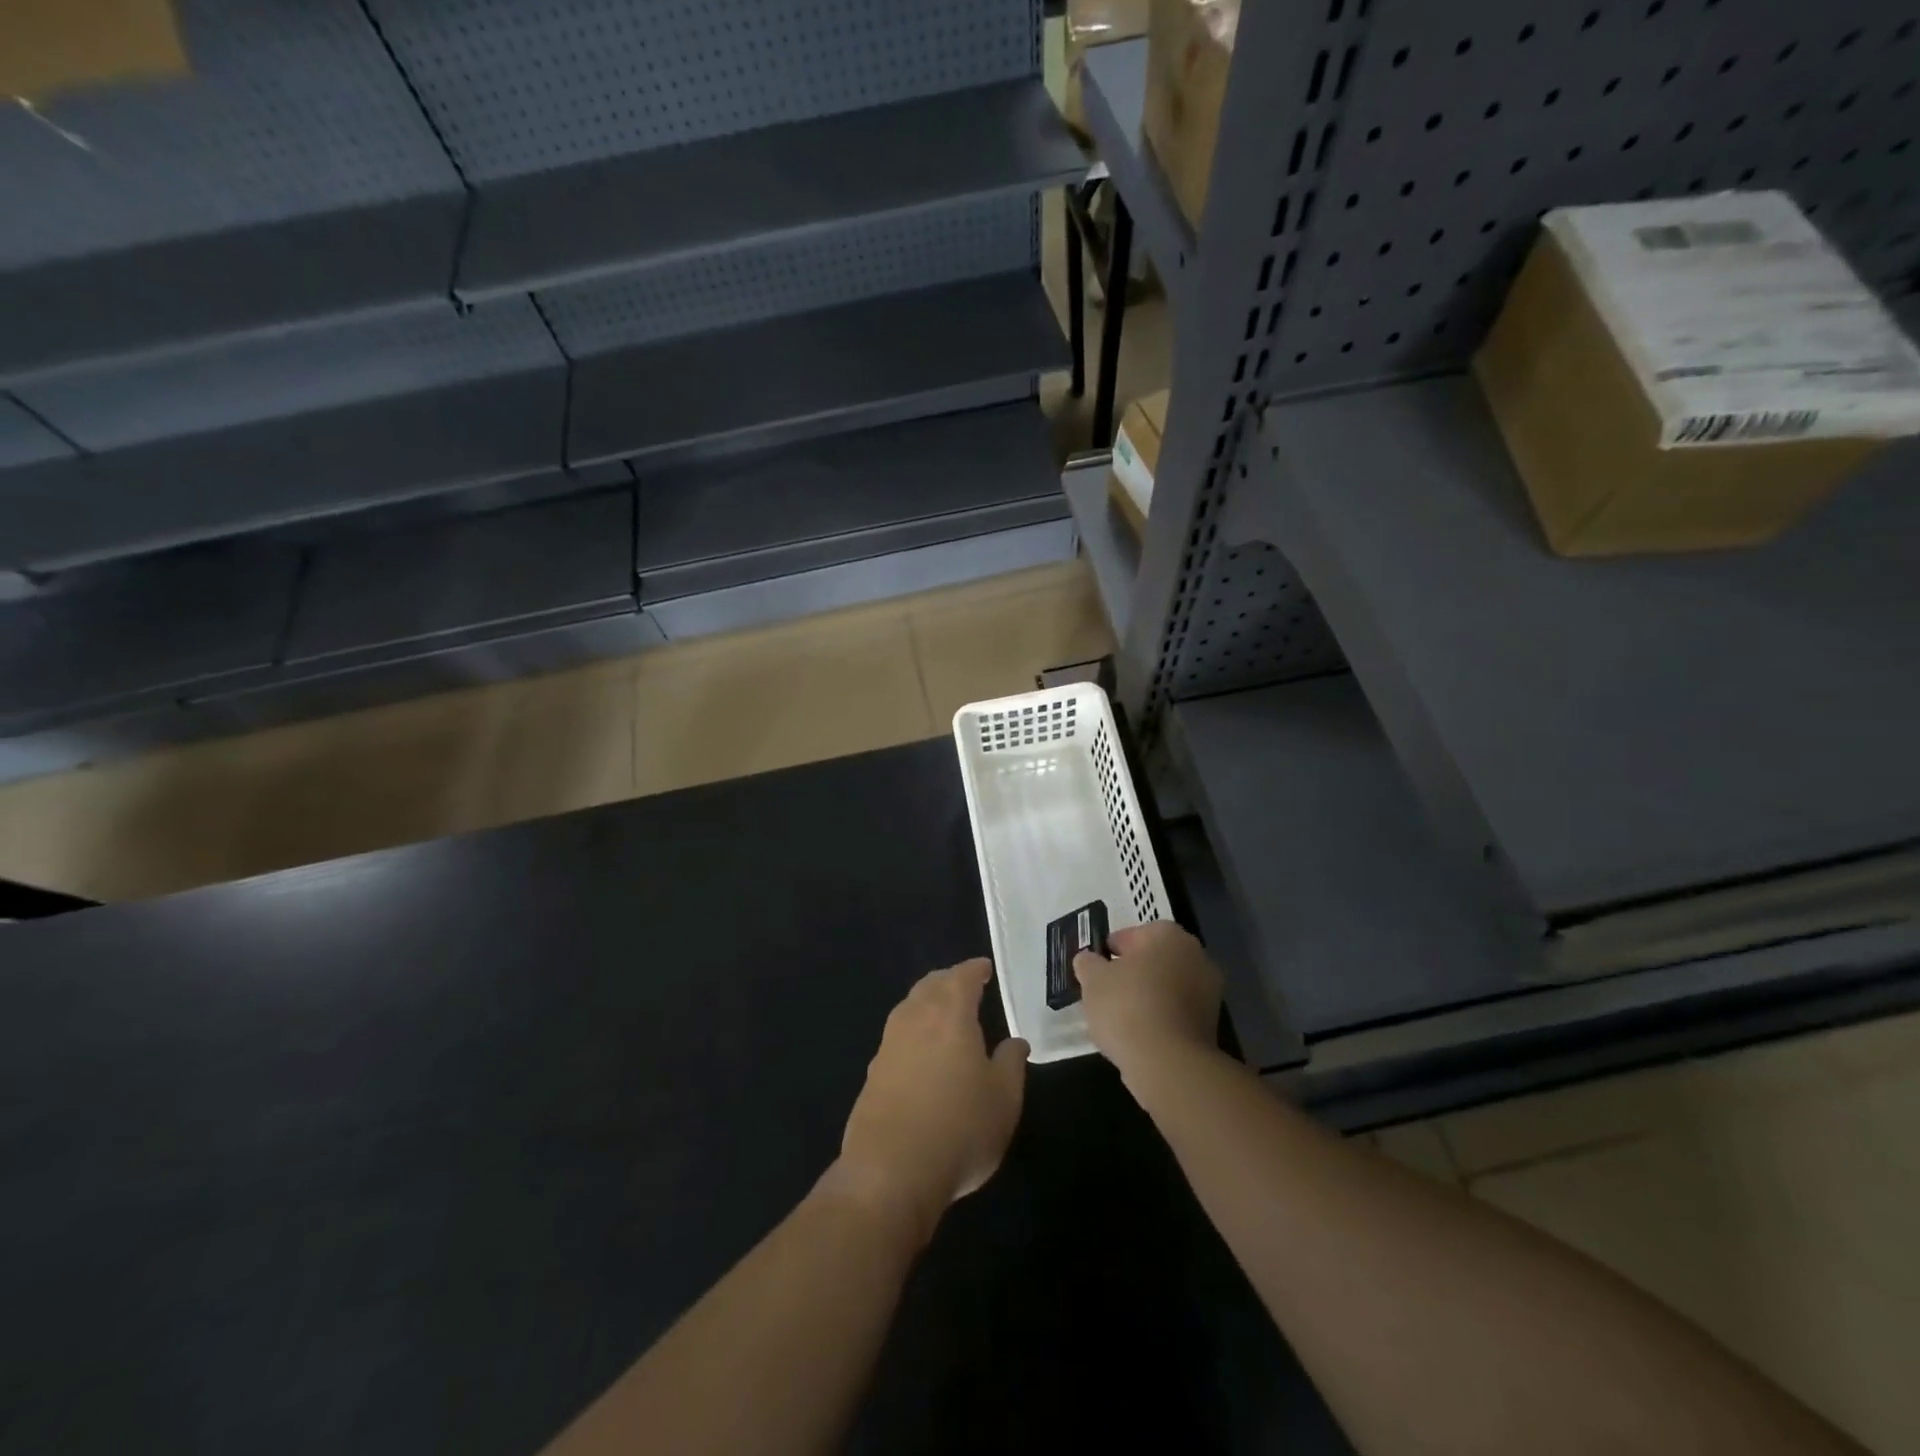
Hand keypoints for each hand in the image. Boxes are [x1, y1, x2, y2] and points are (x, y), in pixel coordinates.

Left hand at [827, 959, 1027, 1240]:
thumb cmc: (959, 1129)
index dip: (975, 970)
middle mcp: (915, 1019)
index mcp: (950, 1014)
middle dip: (948, 980)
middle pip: (930, 985)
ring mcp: (888, 1045)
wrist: (889, 1172)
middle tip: (964, 984)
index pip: (962, 977)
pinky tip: (920, 1052)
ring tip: (943, 1013)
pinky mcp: (872, 1073)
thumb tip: (1015, 1041)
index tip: (984, 968)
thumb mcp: (1004, 1099)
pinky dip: (912, 1031)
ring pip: (909, 1008)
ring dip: (926, 1002)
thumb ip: (1011, 1063)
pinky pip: (896, 1036)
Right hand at [1074, 921, 1222, 1081]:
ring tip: (1118, 1018)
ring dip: (1146, 996)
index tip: (1095, 969)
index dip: (1111, 950)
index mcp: (1169, 935)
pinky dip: (1159, 1018)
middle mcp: (1196, 956)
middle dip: (1131, 972)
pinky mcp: (1211, 1024)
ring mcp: (1209, 992)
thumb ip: (1088, 963)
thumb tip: (1088, 960)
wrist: (1168, 1064)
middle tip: (1105, 991)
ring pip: (1167, 987)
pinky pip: (1176, 1012)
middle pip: (1154, 960)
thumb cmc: (1127, 1007)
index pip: (1134, 934)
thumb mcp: (1093, 980)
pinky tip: (1138, 1035)